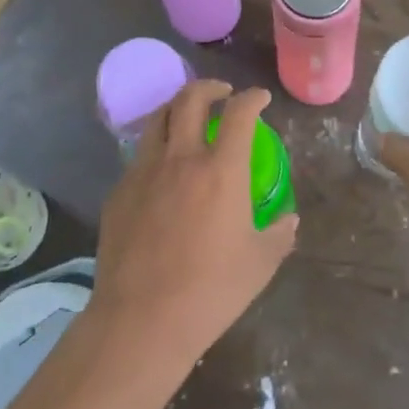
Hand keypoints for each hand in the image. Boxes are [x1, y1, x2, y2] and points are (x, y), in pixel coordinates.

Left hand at [90, 81, 298, 362]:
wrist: (141, 320)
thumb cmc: (210, 290)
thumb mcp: (260, 264)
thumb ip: (279, 234)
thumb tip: (289, 219)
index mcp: (221, 170)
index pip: (240, 114)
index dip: (252, 98)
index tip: (259, 98)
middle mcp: (181, 158)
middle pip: (190, 99)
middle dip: (210, 87)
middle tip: (223, 93)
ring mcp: (144, 172)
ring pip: (158, 119)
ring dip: (177, 108)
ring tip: (189, 117)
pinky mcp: (119, 192)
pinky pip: (140, 156)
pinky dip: (157, 148)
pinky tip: (163, 170)